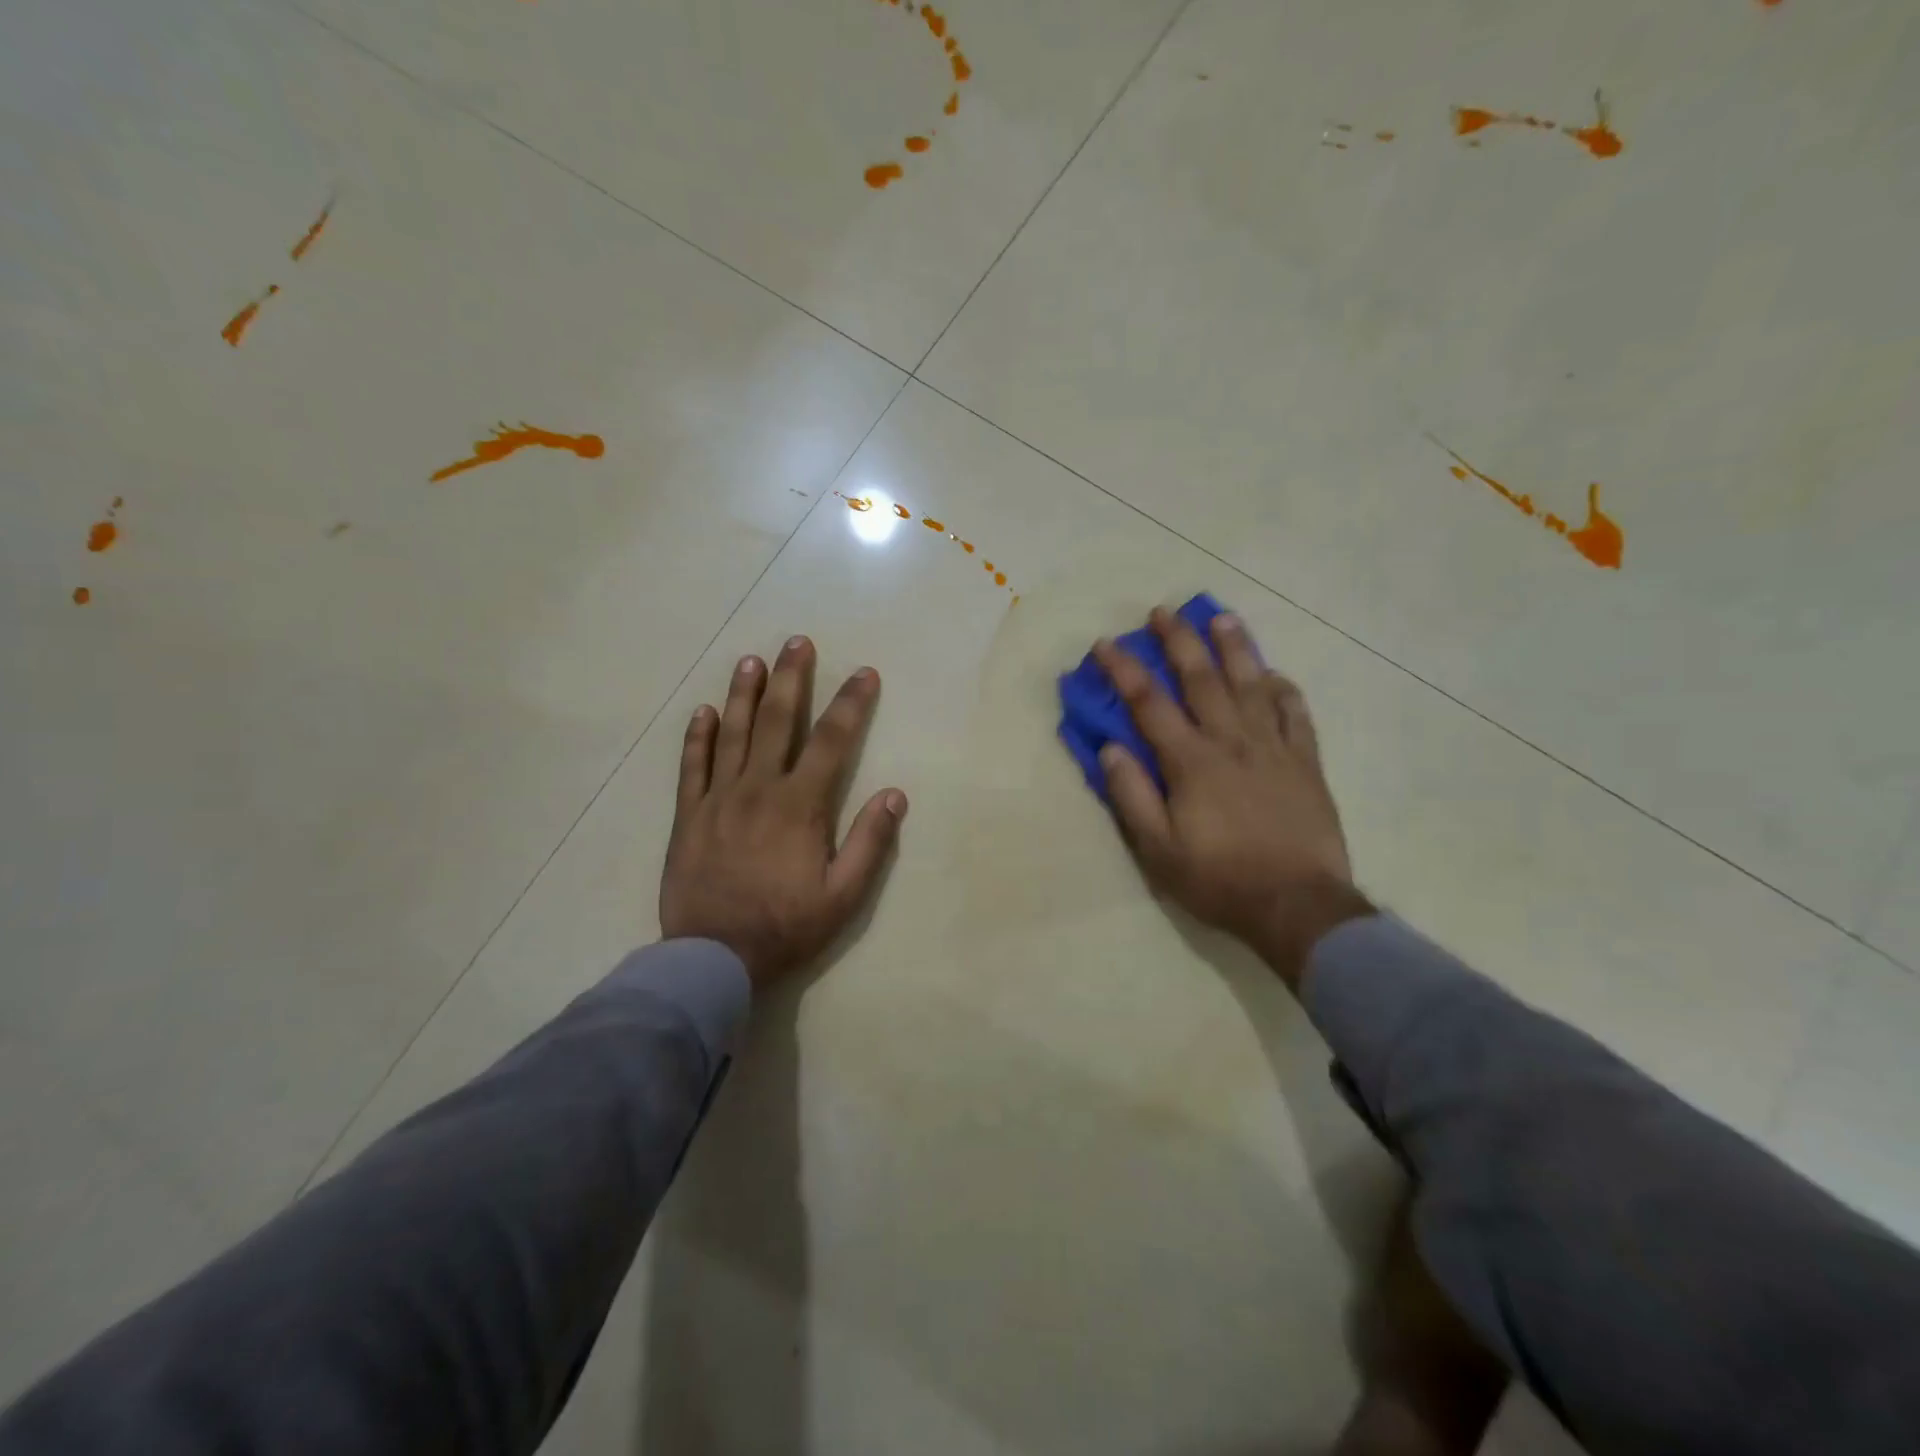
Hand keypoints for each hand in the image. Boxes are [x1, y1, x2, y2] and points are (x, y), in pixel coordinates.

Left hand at [661, 636, 906, 986]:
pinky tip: (704, 711)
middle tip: (798, 642)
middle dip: (792, 679)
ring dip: (744, 694)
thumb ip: (870, 843)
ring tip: (751, 660)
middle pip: (778, 722)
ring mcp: (718, 799)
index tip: (864, 673)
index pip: (832, 742)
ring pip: (733, 734)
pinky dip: (698, 736)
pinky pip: (692, 766)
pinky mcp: (689, 816)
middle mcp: (759, 789)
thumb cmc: (786, 927)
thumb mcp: (843, 896)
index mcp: (800, 806)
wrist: (713, 957)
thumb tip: (894, 794)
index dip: (851, 704)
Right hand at [1091, 608, 1371, 986]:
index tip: (1106, 644)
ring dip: (1234, 648)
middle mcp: (1232, 742)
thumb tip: (1110, 749)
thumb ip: (1132, 796)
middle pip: (1202, 679)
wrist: (1297, 906)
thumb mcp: (1158, 850)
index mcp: (1191, 762)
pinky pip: (1295, 715)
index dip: (1125, 670)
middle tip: (1163, 612)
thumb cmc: (1219, 879)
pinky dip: (1283, 690)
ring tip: (1221, 618)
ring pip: (1252, 685)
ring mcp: (1274, 749)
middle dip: (1179, 641)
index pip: (1150, 704)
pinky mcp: (1306, 763)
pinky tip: (1275, 675)